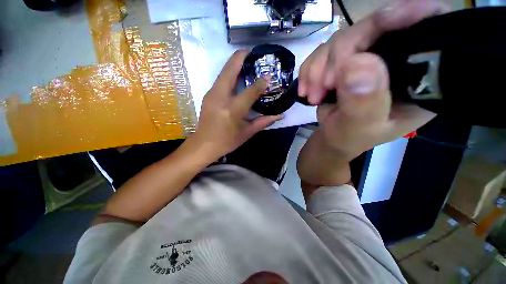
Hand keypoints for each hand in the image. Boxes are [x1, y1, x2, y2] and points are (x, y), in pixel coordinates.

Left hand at [187, 50, 282, 161]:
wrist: (204, 144)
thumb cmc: (227, 141)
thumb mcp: (247, 133)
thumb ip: (264, 121)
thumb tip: (280, 114)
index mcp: (233, 110)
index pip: (250, 91)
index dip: (261, 82)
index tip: (268, 75)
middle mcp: (220, 98)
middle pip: (230, 70)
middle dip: (241, 57)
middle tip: (252, 53)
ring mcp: (211, 94)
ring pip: (223, 72)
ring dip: (234, 63)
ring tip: (247, 61)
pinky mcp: (208, 95)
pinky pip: (220, 79)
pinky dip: (229, 73)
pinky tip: (237, 76)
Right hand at [297, 0, 447, 186]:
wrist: (331, 138)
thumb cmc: (349, 139)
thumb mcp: (358, 129)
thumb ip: (362, 103)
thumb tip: (355, 64)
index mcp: (417, 78)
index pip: (427, 31)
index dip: (411, 16)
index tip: (386, 21)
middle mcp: (395, 59)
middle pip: (374, 28)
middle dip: (340, 56)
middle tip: (323, 86)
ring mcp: (366, 57)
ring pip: (342, 38)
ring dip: (318, 68)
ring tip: (313, 96)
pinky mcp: (343, 60)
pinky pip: (323, 51)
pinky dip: (310, 69)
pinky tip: (307, 89)